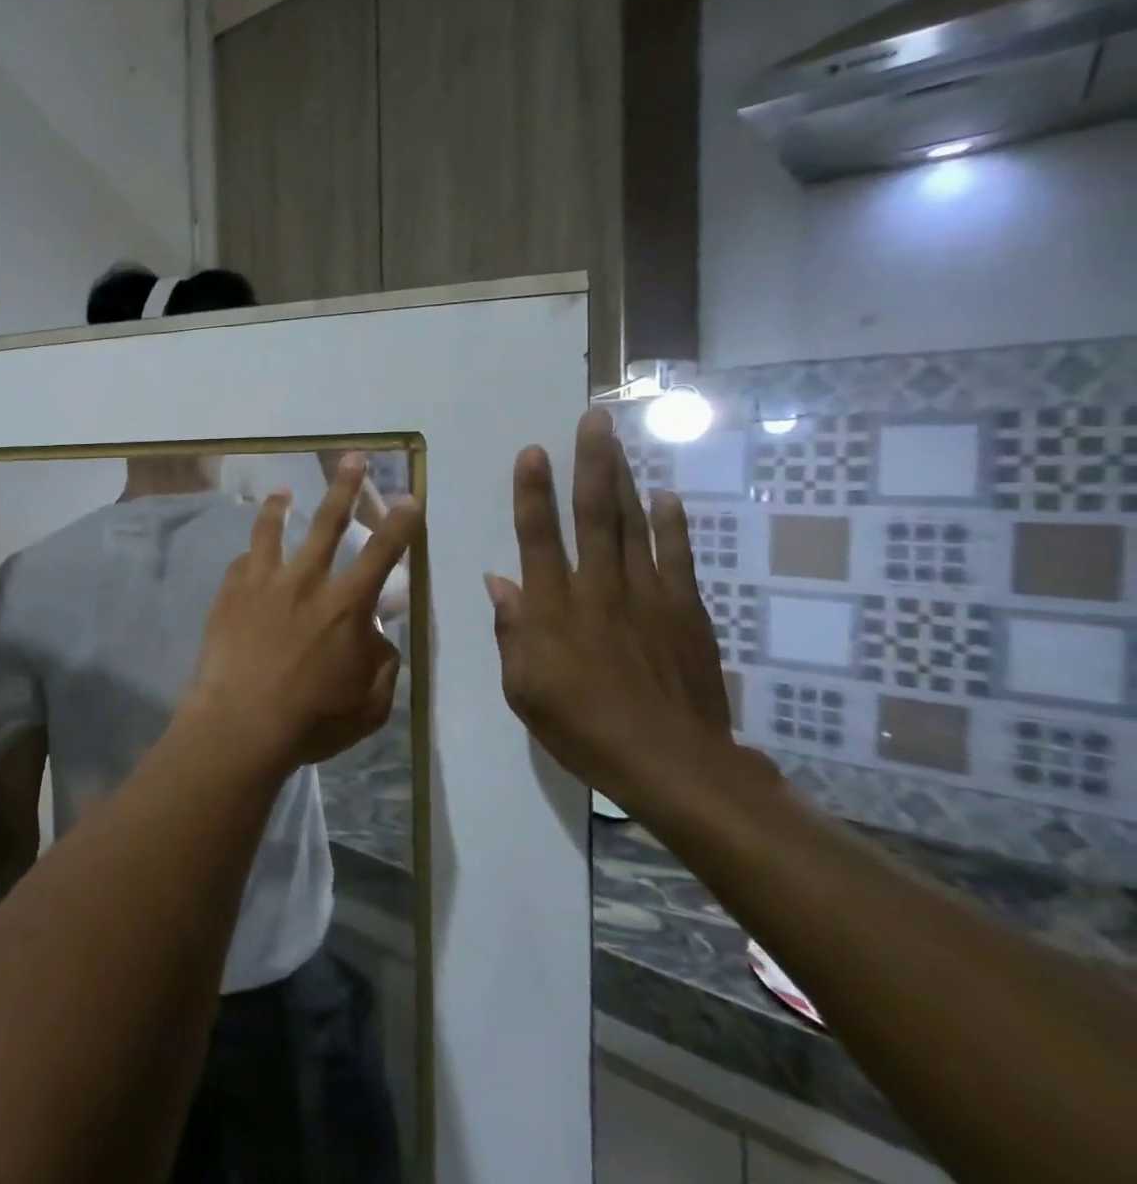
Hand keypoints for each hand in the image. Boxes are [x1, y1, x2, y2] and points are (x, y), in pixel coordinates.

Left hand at [189, 456, 422, 769]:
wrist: (241, 722)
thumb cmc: (312, 719)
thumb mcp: (370, 704)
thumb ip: (382, 664)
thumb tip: (377, 637)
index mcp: (346, 605)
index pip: (384, 553)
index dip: (401, 523)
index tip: (410, 497)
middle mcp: (306, 581)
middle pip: (329, 522)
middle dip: (345, 486)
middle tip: (353, 458)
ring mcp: (263, 582)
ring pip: (273, 530)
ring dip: (280, 507)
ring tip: (282, 492)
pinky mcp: (230, 592)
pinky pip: (242, 561)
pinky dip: (250, 555)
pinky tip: (248, 555)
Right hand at [485, 409, 769, 818]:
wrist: (672, 764)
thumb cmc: (582, 728)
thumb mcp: (523, 688)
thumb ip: (511, 631)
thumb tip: (498, 582)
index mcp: (553, 610)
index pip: (538, 538)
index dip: (532, 493)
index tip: (533, 452)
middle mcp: (599, 590)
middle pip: (595, 516)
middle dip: (592, 464)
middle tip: (594, 419)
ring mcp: (648, 597)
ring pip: (635, 526)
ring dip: (626, 480)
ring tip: (620, 442)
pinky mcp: (685, 612)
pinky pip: (677, 558)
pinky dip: (673, 525)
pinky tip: (668, 498)